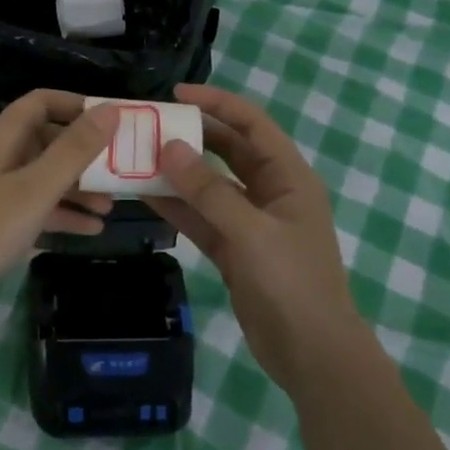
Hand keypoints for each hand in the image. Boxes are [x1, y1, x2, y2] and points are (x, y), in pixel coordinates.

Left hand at [0, 90, 118, 324]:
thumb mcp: (35, 189)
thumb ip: (74, 150)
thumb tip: (111, 109)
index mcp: (1, 139)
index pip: (40, 103)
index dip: (75, 105)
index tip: (112, 121)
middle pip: (45, 141)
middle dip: (84, 154)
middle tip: (120, 171)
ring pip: (41, 178)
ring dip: (77, 189)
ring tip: (111, 208)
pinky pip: (33, 209)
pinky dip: (60, 215)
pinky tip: (90, 231)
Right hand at [153, 84, 361, 392]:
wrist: (311, 354)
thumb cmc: (292, 283)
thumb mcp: (251, 232)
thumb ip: (209, 190)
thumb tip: (169, 147)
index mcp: (288, 177)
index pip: (252, 124)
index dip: (217, 103)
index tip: (176, 95)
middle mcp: (270, 192)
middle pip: (228, 150)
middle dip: (192, 136)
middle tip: (149, 126)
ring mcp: (250, 222)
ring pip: (209, 185)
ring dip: (178, 172)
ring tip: (137, 156)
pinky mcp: (233, 250)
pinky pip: (201, 218)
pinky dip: (177, 207)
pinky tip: (144, 195)